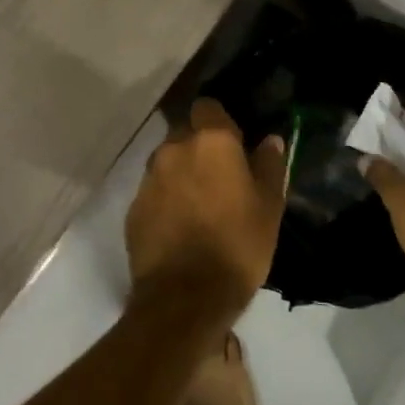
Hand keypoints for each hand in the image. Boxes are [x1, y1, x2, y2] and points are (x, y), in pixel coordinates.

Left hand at [126, 99, 287, 328]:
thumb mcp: (269, 207)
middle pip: (185, 133)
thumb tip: (270, 140)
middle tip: (220, 177)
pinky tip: (180, 226)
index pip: (208, 107)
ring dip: (181, 173)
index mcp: (211, 142)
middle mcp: (174, 149)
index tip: (234, 143)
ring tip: (199, 205)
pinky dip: (166, 200)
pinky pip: (154, 191)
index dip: (220, 121)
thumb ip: (269, 166)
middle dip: (199, 147)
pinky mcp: (133, 207)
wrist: (184, 297)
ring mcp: (149, 178)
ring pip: (167, 162)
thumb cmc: (238, 246)